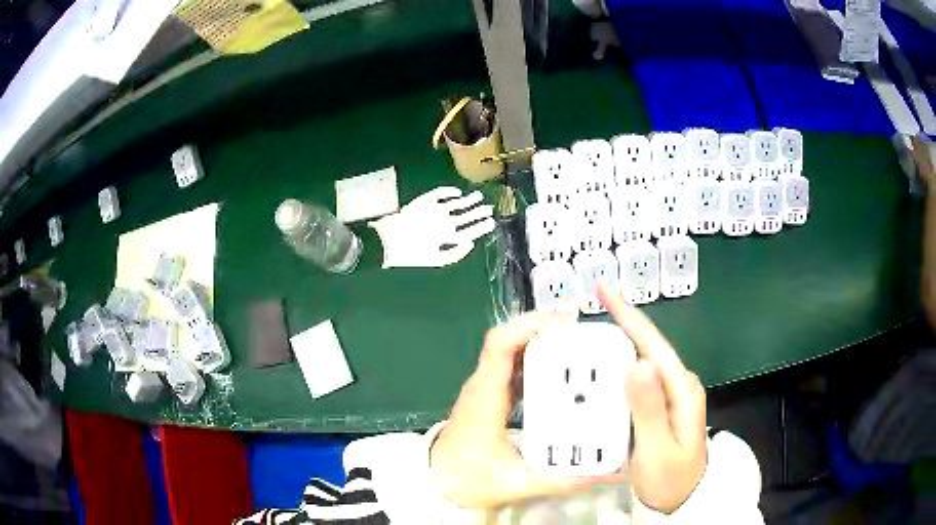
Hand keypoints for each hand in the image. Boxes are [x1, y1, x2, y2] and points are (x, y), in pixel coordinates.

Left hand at [429, 313, 617, 507]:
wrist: (436, 482)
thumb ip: (559, 482)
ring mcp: (485, 388)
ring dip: (540, 343)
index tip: (565, 326)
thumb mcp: (516, 484)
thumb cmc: (467, 480)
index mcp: (485, 398)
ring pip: (511, 351)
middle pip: (509, 340)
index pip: (499, 345)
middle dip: (545, 331)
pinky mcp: (490, 396)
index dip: (529, 327)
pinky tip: (559, 371)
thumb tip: (600, 476)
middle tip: (583, 337)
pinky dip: (536, 360)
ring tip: (577, 348)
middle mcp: (483, 385)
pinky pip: (513, 366)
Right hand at [599, 286, 707, 513]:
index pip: (654, 344)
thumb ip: (648, 409)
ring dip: (613, 350)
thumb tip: (637, 361)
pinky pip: (634, 383)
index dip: (629, 316)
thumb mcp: (657, 448)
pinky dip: (614, 374)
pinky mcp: (658, 407)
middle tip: (582, 319)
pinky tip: (595, 375)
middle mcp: (677, 385)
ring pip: (639, 364)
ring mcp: (668, 396)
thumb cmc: (669, 479)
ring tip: (582, 341)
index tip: (604, 291)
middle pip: (646, 348)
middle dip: (617, 327)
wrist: (680, 500)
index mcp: (682, 389)